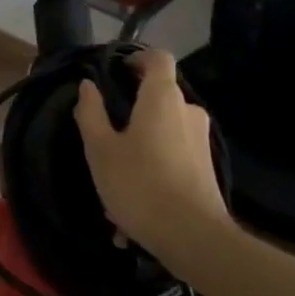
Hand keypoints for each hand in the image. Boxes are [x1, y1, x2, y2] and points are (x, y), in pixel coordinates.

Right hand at [75, 49, 230, 257]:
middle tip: (105, 131)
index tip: (116, 71)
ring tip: (115, 176)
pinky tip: (133, 204)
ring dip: (140, 144)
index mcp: (162, 98)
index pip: (158, 58)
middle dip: (132, 109)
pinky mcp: (207, 168)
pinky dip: (153, 167)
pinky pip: (173, 156)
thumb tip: (87, 86)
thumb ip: (91, 113)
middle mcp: (188, 111)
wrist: (194, 238)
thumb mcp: (100, 149)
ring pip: (164, 130)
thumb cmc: (140, 184)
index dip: (137, 58)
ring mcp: (201, 141)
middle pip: (159, 95)